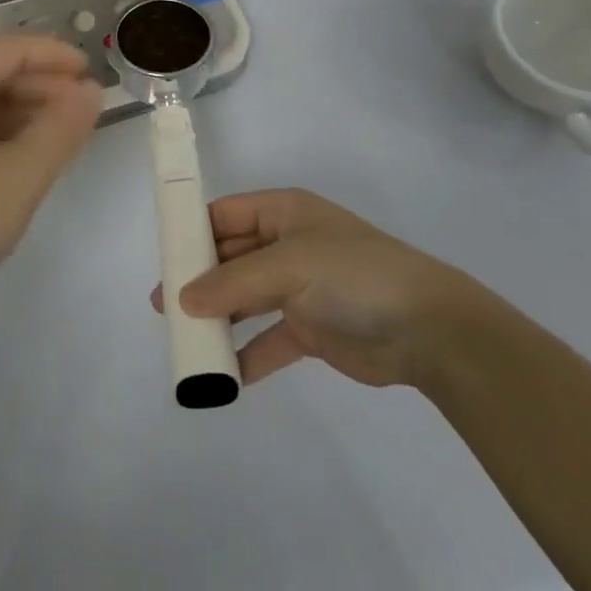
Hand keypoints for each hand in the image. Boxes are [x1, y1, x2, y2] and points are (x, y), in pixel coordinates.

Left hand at [0, 35, 102, 314]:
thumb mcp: (19, 176)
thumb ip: (62, 127)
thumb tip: (90, 91)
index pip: (8, 48)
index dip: (55, 57)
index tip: (93, 73)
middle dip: (37, 85)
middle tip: (80, 109)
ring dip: (13, 108)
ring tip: (53, 133)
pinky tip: (10, 152)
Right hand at [153, 188, 476, 390]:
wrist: (428, 329)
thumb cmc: (353, 276)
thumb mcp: (289, 266)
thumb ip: (233, 282)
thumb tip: (183, 298)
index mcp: (283, 213)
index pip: (225, 215)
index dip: (193, 232)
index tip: (163, 258)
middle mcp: (287, 245)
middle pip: (231, 259)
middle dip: (199, 281)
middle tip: (164, 307)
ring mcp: (299, 288)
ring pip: (246, 300)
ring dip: (219, 319)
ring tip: (186, 341)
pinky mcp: (311, 329)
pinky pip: (268, 340)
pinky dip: (248, 355)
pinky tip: (225, 376)